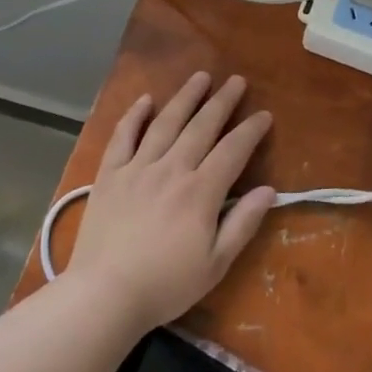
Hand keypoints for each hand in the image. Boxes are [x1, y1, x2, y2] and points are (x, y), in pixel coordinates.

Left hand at [67, 73, 276, 331]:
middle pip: (202, 126)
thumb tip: (268, 190)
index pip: (233, 150)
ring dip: (185, 97)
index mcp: (201, 191)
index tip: (264, 115)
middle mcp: (172, 169)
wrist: (104, 295)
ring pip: (165, 123)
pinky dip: (134, 116)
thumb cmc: (165, 285)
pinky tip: (145, 100)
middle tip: (236, 80)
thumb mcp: (216, 264)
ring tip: (200, 77)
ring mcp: (138, 168)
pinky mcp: (110, 175)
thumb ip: (243, 224)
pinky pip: (123, 136)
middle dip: (222, 101)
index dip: (251, 130)